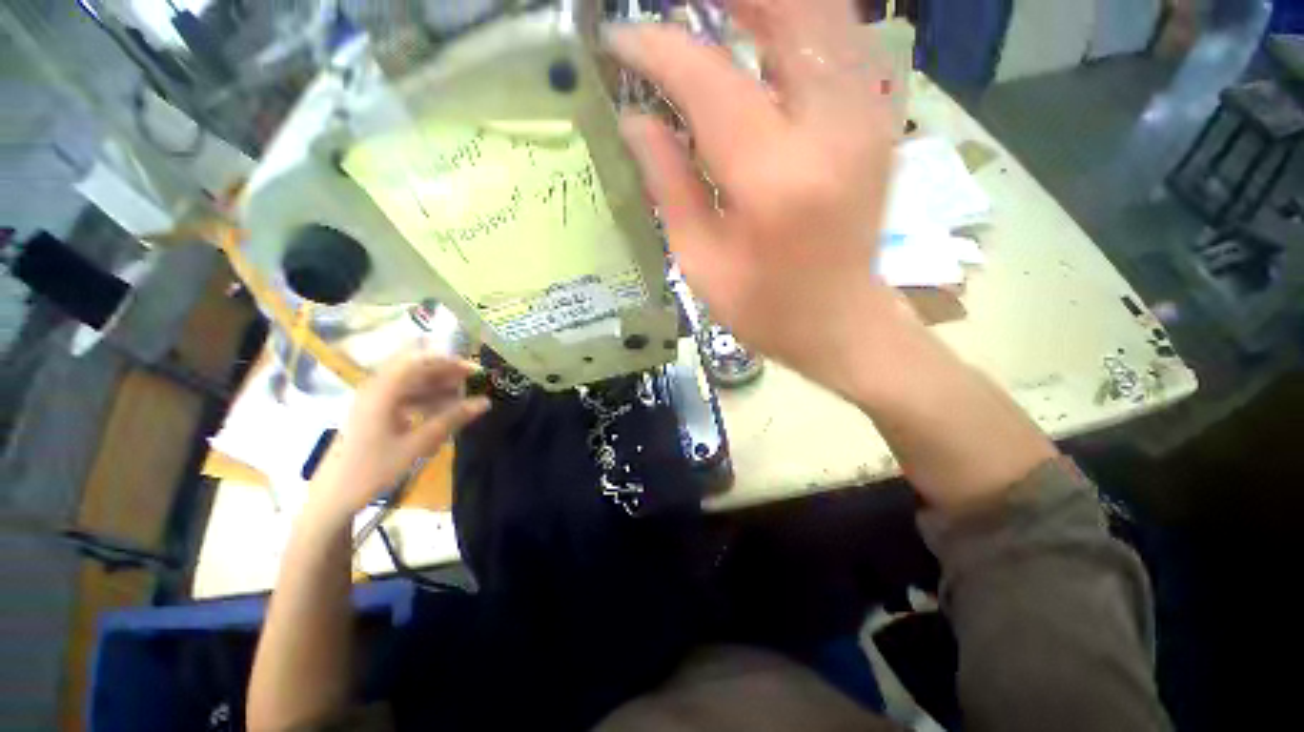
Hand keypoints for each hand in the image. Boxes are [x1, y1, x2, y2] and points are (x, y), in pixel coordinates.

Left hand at [308, 350, 489, 521]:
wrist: (333, 498)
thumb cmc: (373, 469)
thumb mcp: (417, 445)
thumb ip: (452, 419)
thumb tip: (485, 402)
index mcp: (382, 392)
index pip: (419, 362)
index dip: (450, 362)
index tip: (475, 371)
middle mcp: (375, 390)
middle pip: (415, 371)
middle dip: (446, 374)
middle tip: (473, 384)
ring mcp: (372, 402)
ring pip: (411, 385)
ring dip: (438, 388)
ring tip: (462, 398)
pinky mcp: (372, 414)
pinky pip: (404, 398)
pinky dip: (425, 400)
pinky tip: (441, 412)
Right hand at [608, 0, 906, 394]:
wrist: (840, 324)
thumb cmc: (764, 308)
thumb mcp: (701, 262)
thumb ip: (669, 185)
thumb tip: (635, 121)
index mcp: (774, 180)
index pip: (709, 81)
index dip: (659, 51)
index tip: (620, 41)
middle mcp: (830, 131)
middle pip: (788, 12)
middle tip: (675, 7)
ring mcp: (866, 119)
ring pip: (823, 15)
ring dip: (766, 4)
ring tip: (716, 9)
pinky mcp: (876, 123)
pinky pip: (842, 41)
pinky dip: (800, 23)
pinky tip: (763, 32)